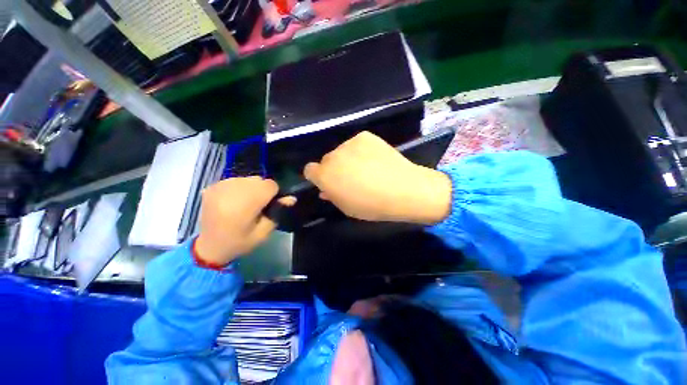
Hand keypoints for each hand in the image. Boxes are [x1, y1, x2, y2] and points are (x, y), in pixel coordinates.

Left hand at [194, 177, 294, 266]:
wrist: (209, 247)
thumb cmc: (240, 242)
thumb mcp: (263, 232)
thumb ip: (278, 212)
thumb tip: (291, 198)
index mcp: (245, 203)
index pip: (270, 185)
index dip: (274, 194)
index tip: (270, 205)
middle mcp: (232, 190)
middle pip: (258, 180)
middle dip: (263, 190)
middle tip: (258, 206)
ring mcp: (219, 186)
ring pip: (247, 179)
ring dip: (251, 188)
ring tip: (245, 204)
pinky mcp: (212, 186)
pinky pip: (235, 180)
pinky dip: (239, 187)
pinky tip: (234, 201)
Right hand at [304, 131, 451, 224]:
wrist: (402, 189)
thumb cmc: (372, 205)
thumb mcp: (347, 208)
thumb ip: (332, 196)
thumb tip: (325, 190)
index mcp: (325, 176)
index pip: (310, 170)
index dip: (318, 177)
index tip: (329, 183)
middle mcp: (332, 157)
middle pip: (327, 160)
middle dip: (334, 168)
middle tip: (351, 177)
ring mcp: (349, 144)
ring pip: (342, 151)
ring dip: (348, 159)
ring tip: (367, 169)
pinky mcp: (365, 136)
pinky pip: (356, 144)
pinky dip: (361, 151)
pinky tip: (375, 160)